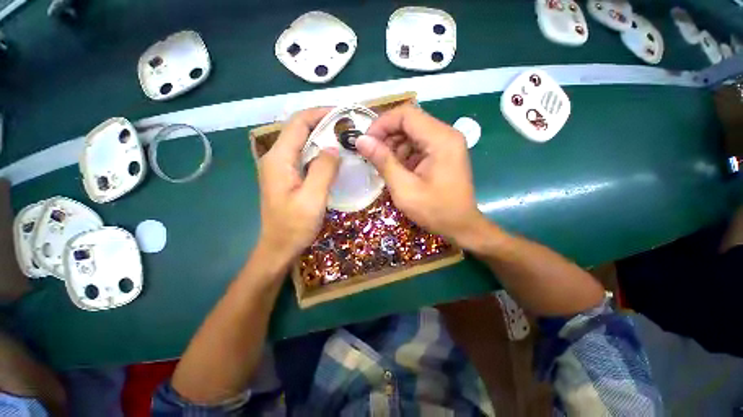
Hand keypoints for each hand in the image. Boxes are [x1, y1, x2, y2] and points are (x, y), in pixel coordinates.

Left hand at [257, 108, 339, 266]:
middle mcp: (276, 157)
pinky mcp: (287, 176)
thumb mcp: (312, 199)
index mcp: (278, 159)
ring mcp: (280, 167)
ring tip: (344, 139)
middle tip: (348, 127)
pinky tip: (333, 157)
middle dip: (323, 124)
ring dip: (322, 138)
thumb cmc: (294, 227)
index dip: (320, 113)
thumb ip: (323, 170)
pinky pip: (304, 156)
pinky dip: (319, 152)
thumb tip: (334, 147)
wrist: (279, 247)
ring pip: (302, 143)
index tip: (343, 114)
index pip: (298, 123)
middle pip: (299, 130)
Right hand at [355, 105, 485, 245]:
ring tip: (384, 165)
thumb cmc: (434, 210)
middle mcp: (446, 134)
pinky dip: (404, 153)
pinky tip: (398, 169)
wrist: (461, 226)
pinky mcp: (444, 153)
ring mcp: (446, 143)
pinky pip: (419, 144)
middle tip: (372, 156)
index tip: (366, 142)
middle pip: (409, 121)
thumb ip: (383, 161)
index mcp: (440, 139)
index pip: (406, 114)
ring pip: (412, 132)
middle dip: (387, 136)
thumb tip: (360, 140)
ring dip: (394, 145)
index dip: (382, 124)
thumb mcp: (404, 188)